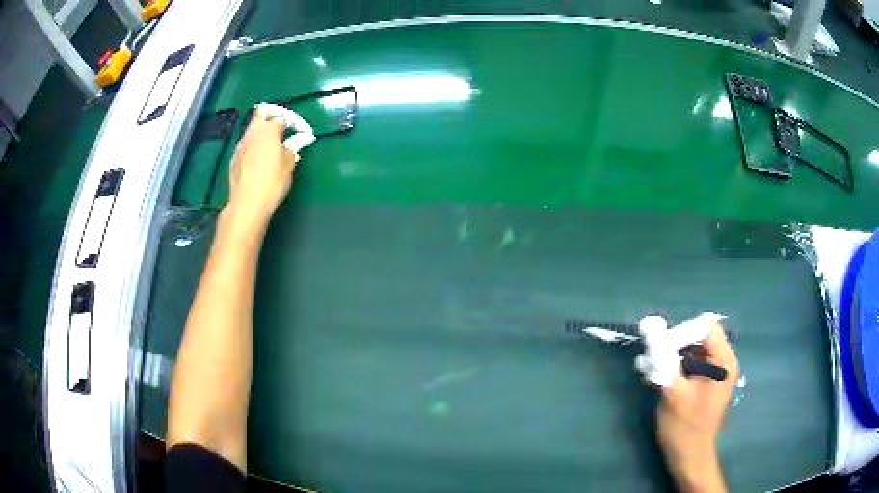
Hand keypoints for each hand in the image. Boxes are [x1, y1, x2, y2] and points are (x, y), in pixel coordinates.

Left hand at [226, 110, 298, 229]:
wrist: (247, 203)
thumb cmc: (272, 182)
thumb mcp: (289, 165)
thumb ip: (292, 148)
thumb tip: (294, 142)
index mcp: (269, 130)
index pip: (283, 117)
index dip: (295, 123)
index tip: (303, 133)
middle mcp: (253, 132)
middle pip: (262, 113)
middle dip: (273, 115)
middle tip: (284, 126)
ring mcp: (241, 144)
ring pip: (252, 128)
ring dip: (263, 130)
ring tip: (273, 142)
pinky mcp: (234, 157)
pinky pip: (247, 143)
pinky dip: (255, 144)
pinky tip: (260, 157)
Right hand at [656, 322, 738, 492]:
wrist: (688, 458)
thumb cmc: (684, 428)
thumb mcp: (673, 392)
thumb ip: (663, 358)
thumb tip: (650, 323)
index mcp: (723, 361)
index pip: (703, 327)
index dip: (681, 334)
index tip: (660, 352)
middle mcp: (722, 361)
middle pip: (697, 336)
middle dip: (673, 345)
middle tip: (651, 361)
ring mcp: (714, 372)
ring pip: (691, 349)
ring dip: (670, 356)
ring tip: (649, 370)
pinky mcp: (705, 381)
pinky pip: (689, 362)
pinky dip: (673, 366)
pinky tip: (656, 377)